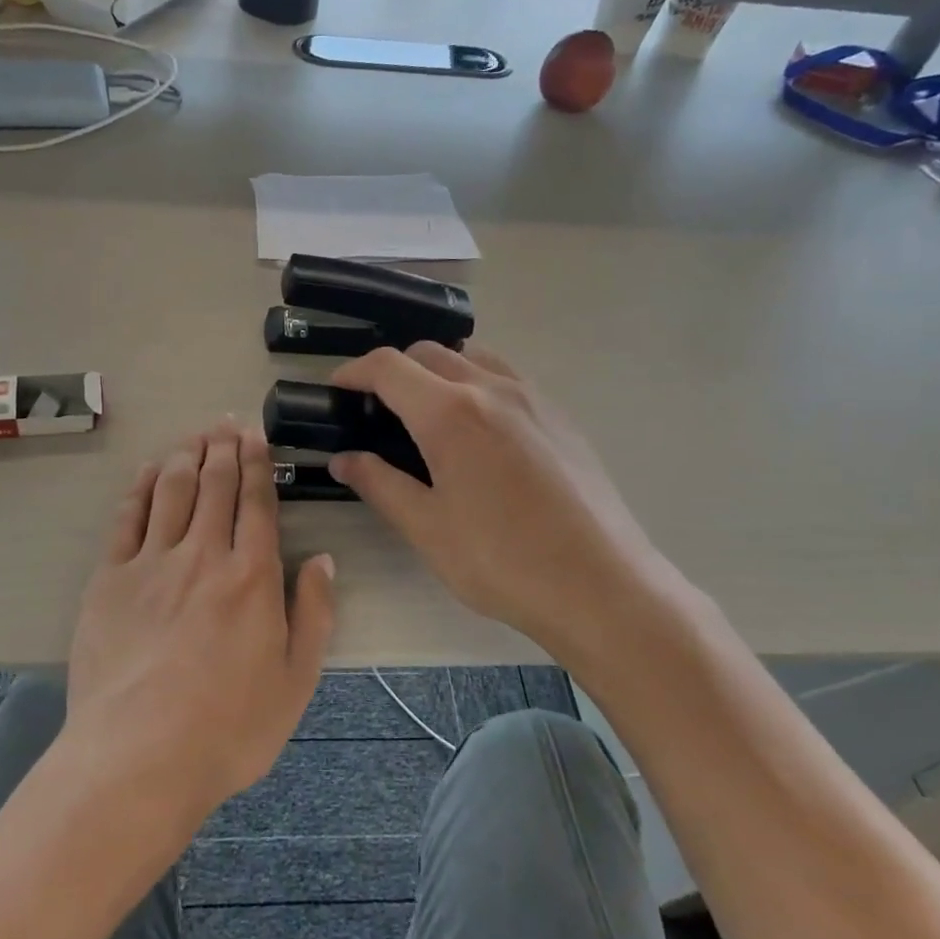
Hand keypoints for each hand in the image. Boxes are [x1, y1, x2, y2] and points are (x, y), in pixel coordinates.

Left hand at [61, 419, 335, 833]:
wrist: (139, 756)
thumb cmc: (228, 728)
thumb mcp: (296, 681)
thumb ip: (315, 615)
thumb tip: (323, 560)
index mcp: (252, 577)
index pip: (257, 503)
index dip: (257, 464)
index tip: (256, 436)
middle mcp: (203, 555)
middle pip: (214, 486)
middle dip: (223, 448)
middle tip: (226, 422)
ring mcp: (151, 563)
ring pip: (171, 491)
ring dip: (185, 456)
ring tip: (195, 436)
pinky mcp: (109, 579)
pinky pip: (127, 518)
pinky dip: (140, 487)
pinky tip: (149, 470)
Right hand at [327, 345, 688, 673]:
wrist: (602, 585)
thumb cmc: (503, 561)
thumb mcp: (427, 528)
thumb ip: (379, 484)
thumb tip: (343, 460)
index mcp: (450, 413)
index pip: (389, 368)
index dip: (354, 371)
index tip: (337, 388)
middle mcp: (492, 389)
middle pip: (430, 353)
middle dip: (394, 370)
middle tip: (377, 408)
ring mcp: (533, 398)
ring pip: (473, 357)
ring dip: (439, 370)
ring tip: (427, 412)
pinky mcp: (561, 417)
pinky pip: (507, 378)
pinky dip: (477, 384)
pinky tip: (479, 432)